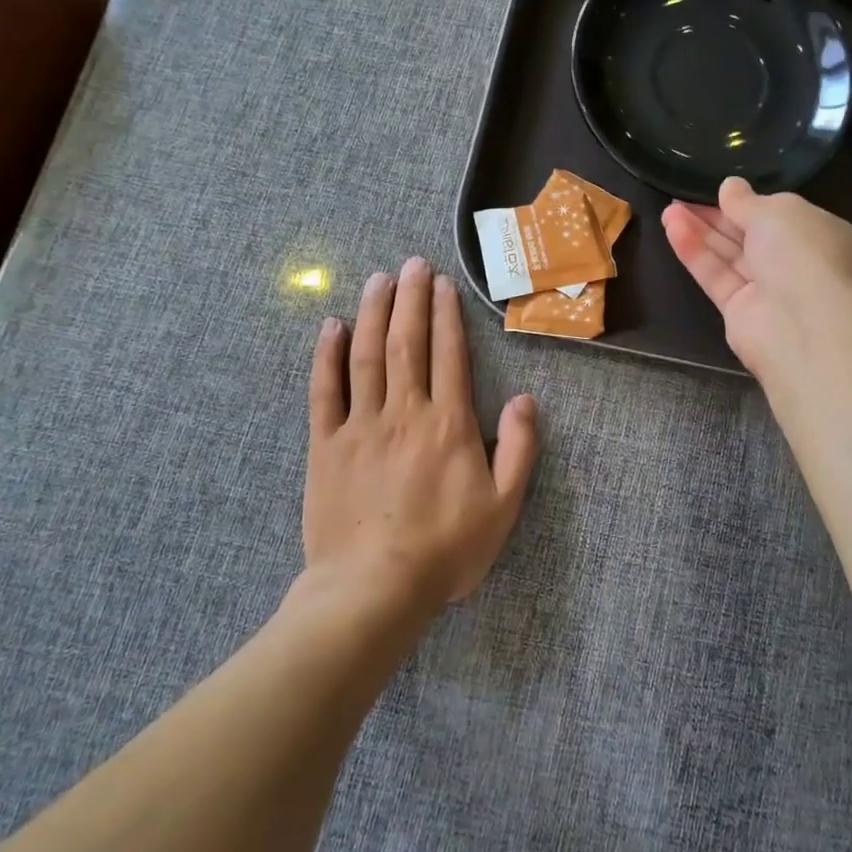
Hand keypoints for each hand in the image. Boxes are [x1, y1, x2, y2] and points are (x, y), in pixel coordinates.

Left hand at [304, 258, 539, 605]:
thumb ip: (520, 448)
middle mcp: (404, 412)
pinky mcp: (325, 445)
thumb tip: (526, 398)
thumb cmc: (446, 550)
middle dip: (411, 299)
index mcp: (449, 424)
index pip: (449, 354)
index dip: (447, 314)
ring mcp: (360, 426)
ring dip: (373, 313)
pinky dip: (327, 356)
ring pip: (366, 356)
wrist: (373, 589)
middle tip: (411, 263)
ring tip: (378, 279)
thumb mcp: (504, 505)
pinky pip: (324, 391)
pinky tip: (331, 327)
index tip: (443, 282)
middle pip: (407, 343)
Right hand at [662, 178, 851, 380]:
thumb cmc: (803, 253)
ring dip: (700, 231)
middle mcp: (795, 262)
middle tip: (682, 196)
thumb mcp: (776, 212)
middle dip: (717, 215)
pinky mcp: (740, 312)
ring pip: (729, 255)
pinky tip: (672, 228)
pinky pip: (716, 276)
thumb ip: (746, 201)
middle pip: (750, 235)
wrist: (804, 324)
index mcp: (819, 235)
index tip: (721, 190)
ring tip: (669, 209)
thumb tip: (730, 186)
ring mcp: (768, 290)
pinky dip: (695, 253)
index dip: (750, 202)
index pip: (781, 215)